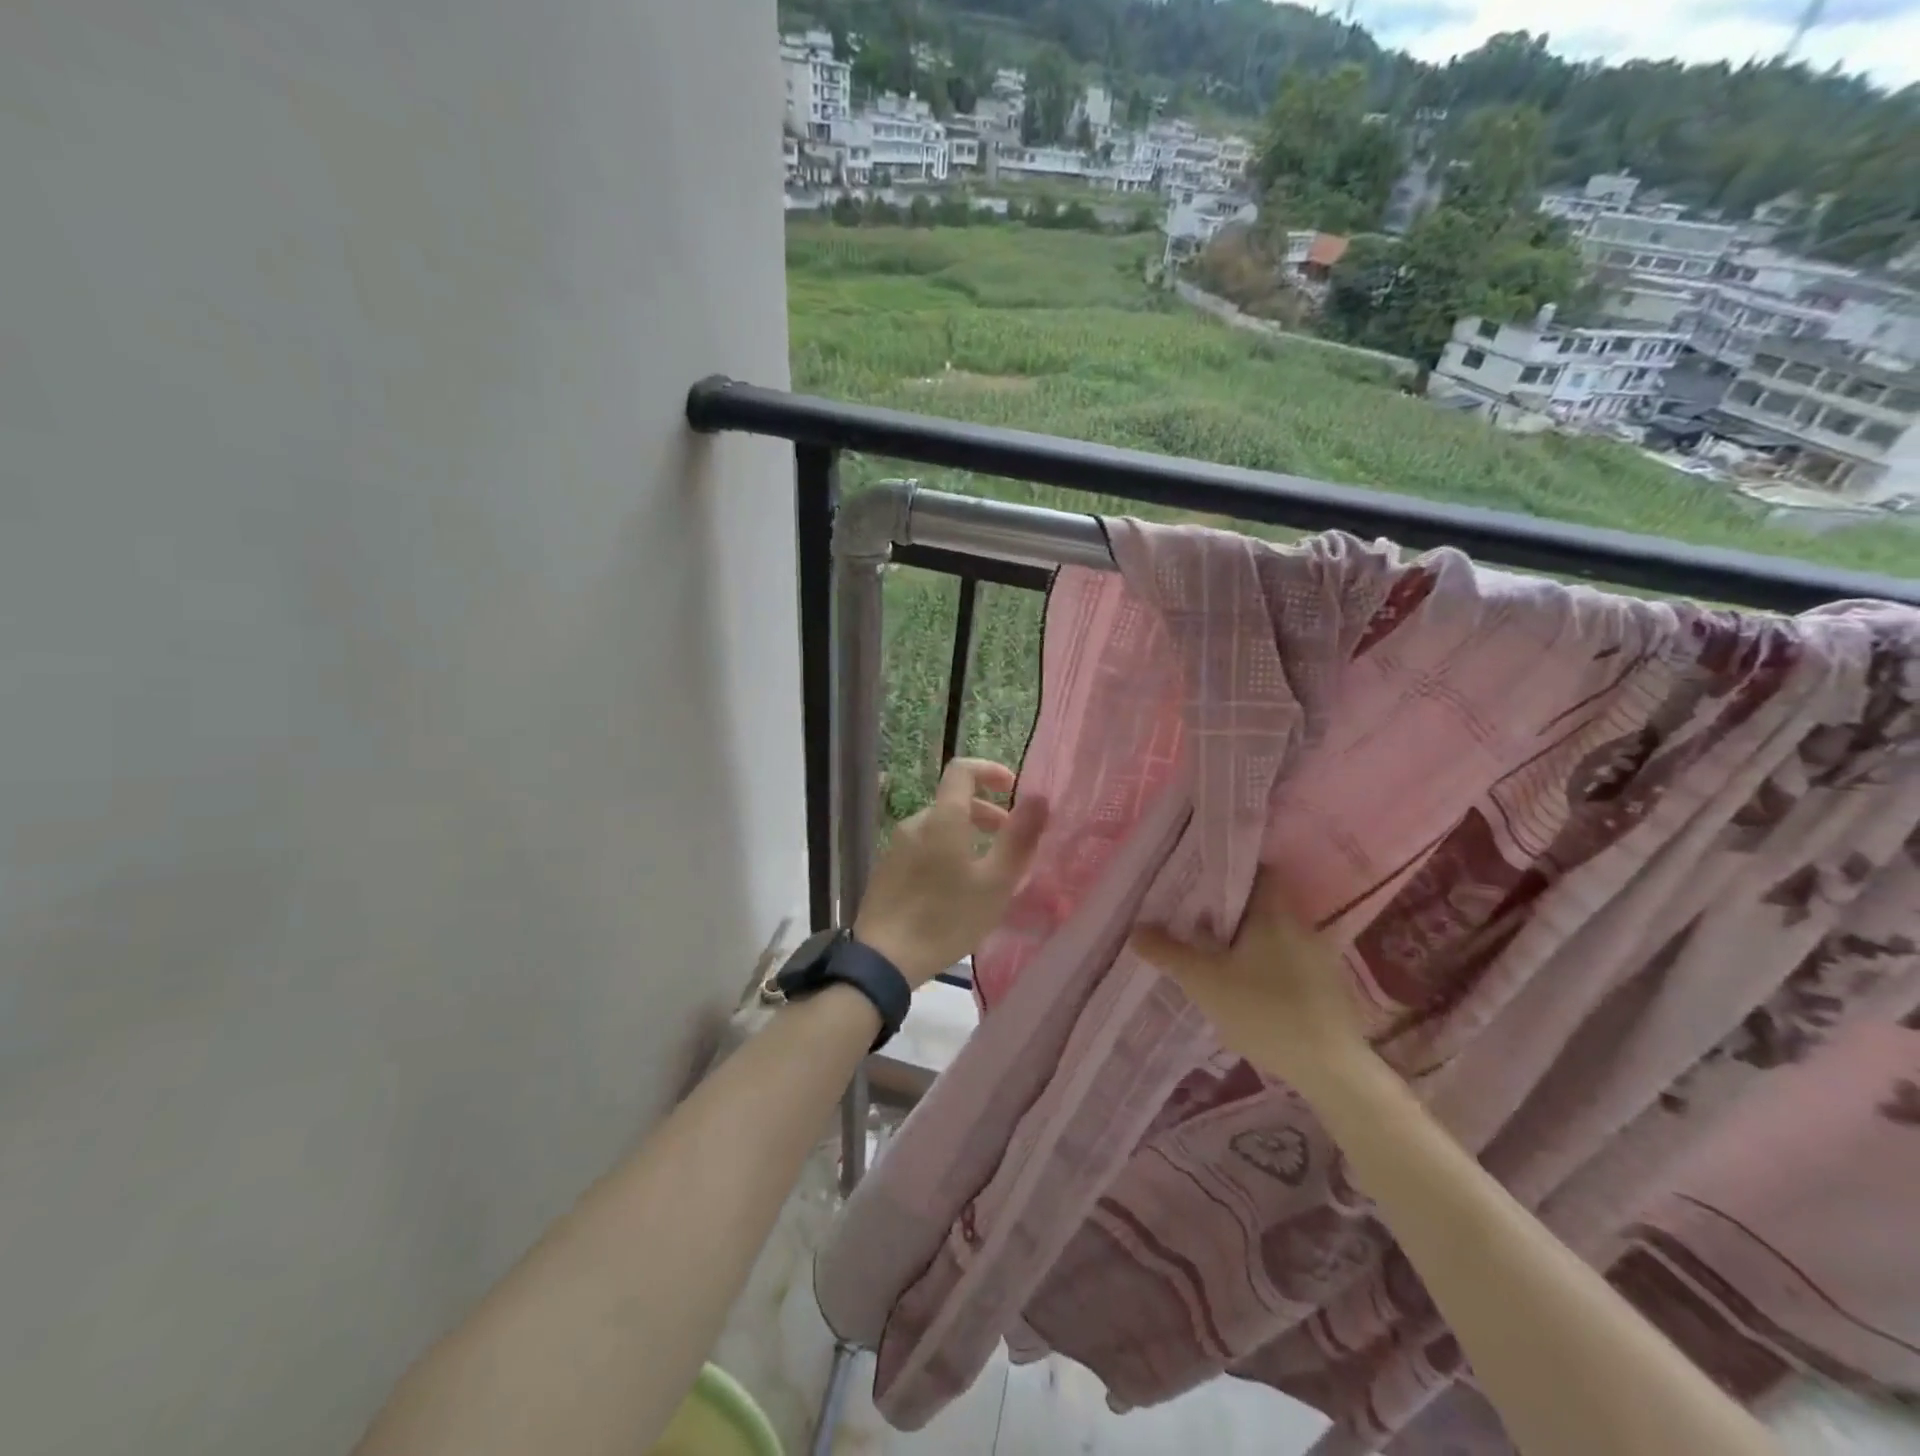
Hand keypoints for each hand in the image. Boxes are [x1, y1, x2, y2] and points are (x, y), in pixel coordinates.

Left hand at [853, 758, 1047, 988]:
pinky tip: (955, 889)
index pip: (962, 771)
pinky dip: (946, 852)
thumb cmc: (947, 919)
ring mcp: (896, 847)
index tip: (1012, 788)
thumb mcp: (995, 883)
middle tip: (1010, 841)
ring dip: (967, 836)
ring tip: (987, 870)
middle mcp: (915, 823)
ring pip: (938, 827)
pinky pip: (923, 847)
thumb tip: (1039, 798)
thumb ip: (1019, 838)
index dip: (990, 770)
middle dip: (986, 813)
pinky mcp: (886, 869)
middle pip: (953, 802)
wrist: (883, 959)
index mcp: (943, 819)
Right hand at [1130, 867, 1368, 1089]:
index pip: (1257, 871)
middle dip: (1230, 910)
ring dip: (1247, 941)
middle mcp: (1300, 925)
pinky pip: (1288, 961)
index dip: (1229, 871)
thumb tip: (1136, 930)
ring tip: (1214, 954)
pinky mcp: (1327, 987)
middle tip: (1195, 918)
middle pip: (1262, 904)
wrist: (1331, 1069)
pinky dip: (1266, 965)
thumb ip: (1169, 953)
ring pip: (1274, 935)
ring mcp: (1319, 957)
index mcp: (1273, 913)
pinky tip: (1246, 987)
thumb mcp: (1204, 982)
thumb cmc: (1264, 1011)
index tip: (1200, 880)